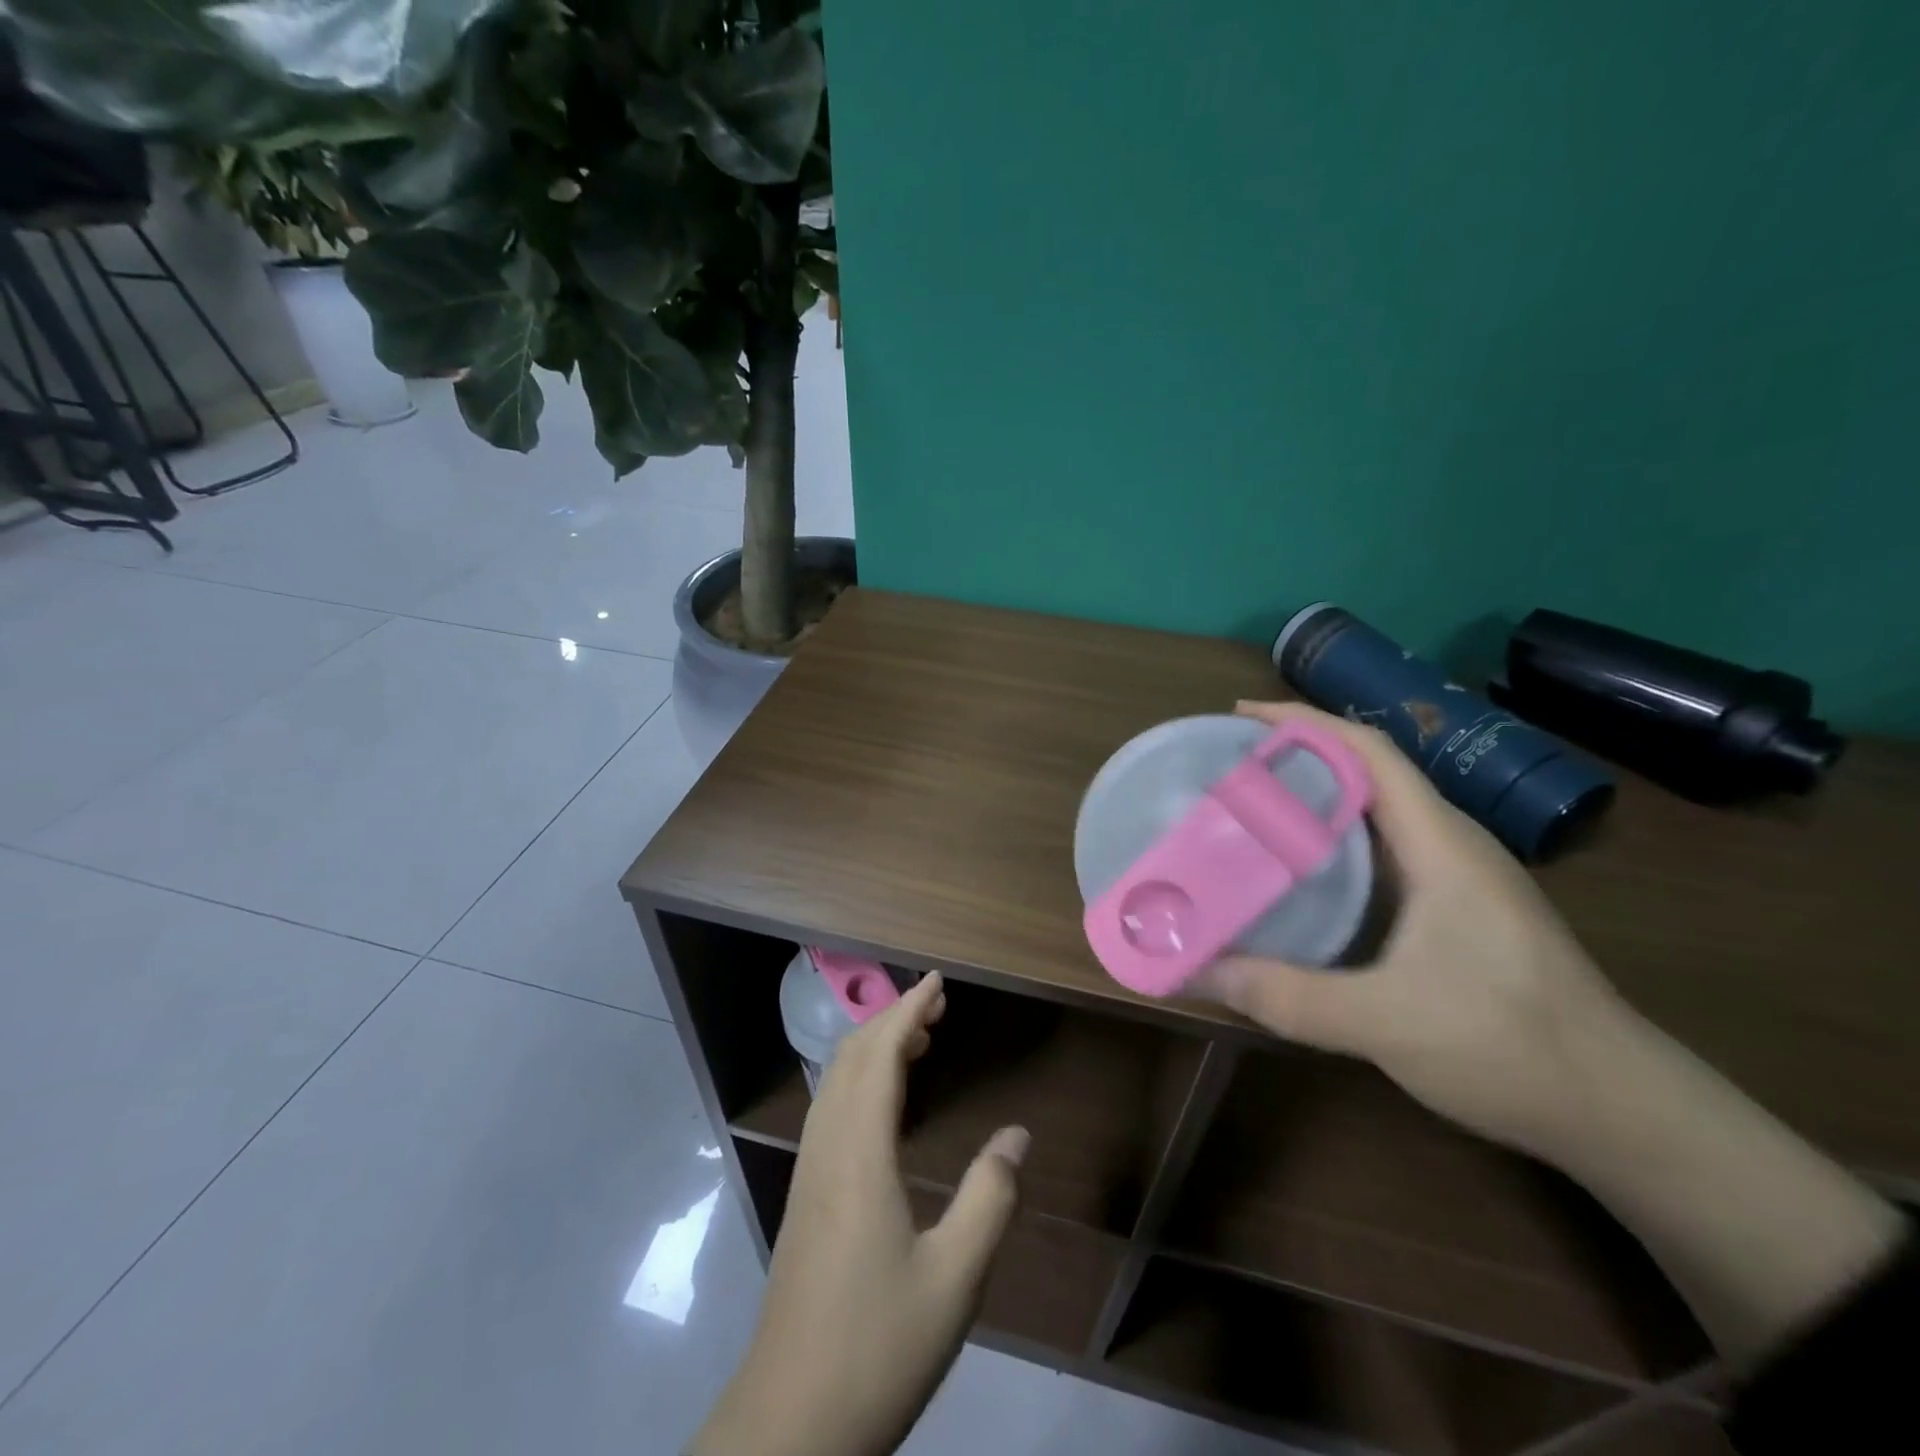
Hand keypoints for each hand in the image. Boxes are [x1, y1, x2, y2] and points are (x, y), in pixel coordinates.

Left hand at [693, 973, 1027, 1455]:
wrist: (788, 1425)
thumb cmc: (876, 1346)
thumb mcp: (954, 1279)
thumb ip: (990, 1199)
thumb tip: (1018, 1135)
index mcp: (859, 1154)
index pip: (880, 1055)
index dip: (908, 1009)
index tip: (938, 981)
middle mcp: (827, 1148)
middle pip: (851, 1057)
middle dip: (891, 1019)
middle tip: (937, 1007)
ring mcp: (809, 1173)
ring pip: (835, 1082)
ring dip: (873, 1048)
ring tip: (918, 1042)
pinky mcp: (804, 1197)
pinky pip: (830, 1109)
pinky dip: (859, 1079)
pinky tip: (884, 1105)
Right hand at [1198, 700, 1635, 1158]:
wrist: (1621, 1109)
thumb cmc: (1509, 1045)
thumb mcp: (1384, 1022)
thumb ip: (1285, 995)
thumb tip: (1193, 969)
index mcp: (1440, 843)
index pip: (1369, 751)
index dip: (1303, 723)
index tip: (1240, 717)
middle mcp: (1450, 843)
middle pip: (1367, 770)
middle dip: (1297, 754)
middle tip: (1228, 767)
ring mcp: (1458, 875)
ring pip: (1376, 810)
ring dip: (1315, 796)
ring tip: (1250, 807)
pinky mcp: (1458, 907)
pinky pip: (1383, 848)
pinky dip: (1333, 839)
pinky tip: (1299, 870)